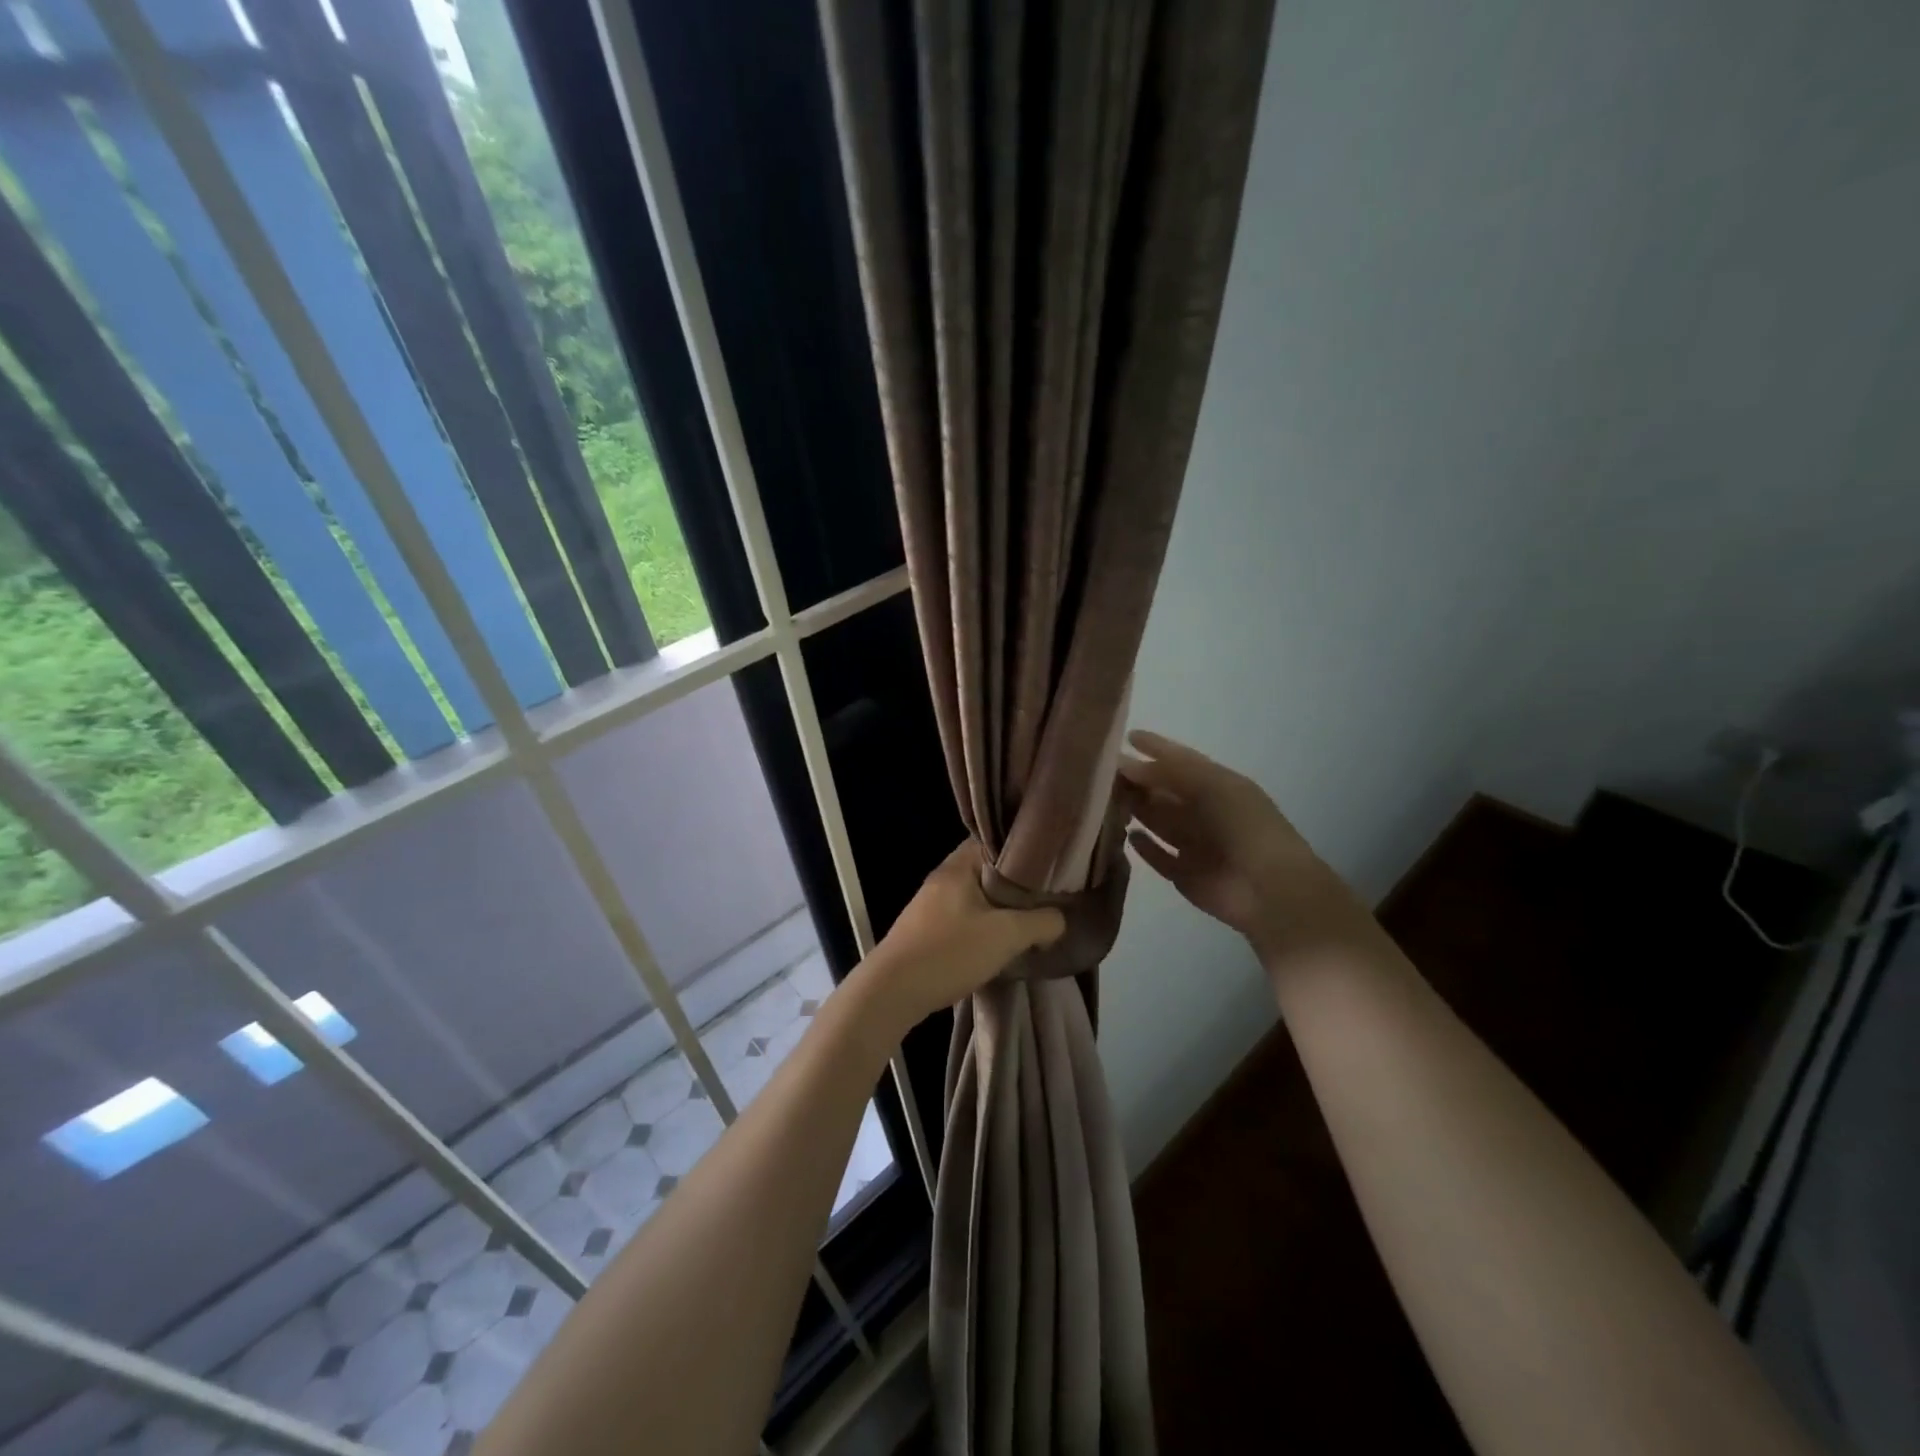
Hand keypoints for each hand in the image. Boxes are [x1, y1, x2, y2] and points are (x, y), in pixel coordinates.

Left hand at [856, 843, 1065, 1032]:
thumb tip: (1059, 919)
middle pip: (988, 871)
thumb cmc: (949, 952)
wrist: (891, 993)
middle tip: (1049, 896)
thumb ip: (1040, 922)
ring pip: (977, 898)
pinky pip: (964, 919)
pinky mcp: (926, 932)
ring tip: (1032, 921)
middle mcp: (943, 879)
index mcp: (958, 866)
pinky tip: (1001, 944)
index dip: (1024, 849)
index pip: (995, 841)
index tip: (1052, 863)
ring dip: (1001, 909)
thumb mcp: (1005, 935)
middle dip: (1017, 884)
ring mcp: (931, 906)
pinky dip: (985, 927)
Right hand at [1120, 730, 1374, 967]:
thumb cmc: (1245, 826)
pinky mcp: (1184, 874)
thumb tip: (1128, 764)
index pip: (1181, 761)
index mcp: (1218, 786)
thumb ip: (1170, 772)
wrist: (1269, 888)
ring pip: (1158, 821)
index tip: (1126, 737)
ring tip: (1106, 799)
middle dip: (1138, 780)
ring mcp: (1194, 844)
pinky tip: (1128, 835)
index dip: (1156, 748)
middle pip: (1164, 791)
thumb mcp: (1212, 785)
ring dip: (1136, 809)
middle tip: (1103, 772)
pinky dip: (1144, 847)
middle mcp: (1205, 812)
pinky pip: (1158, 857)